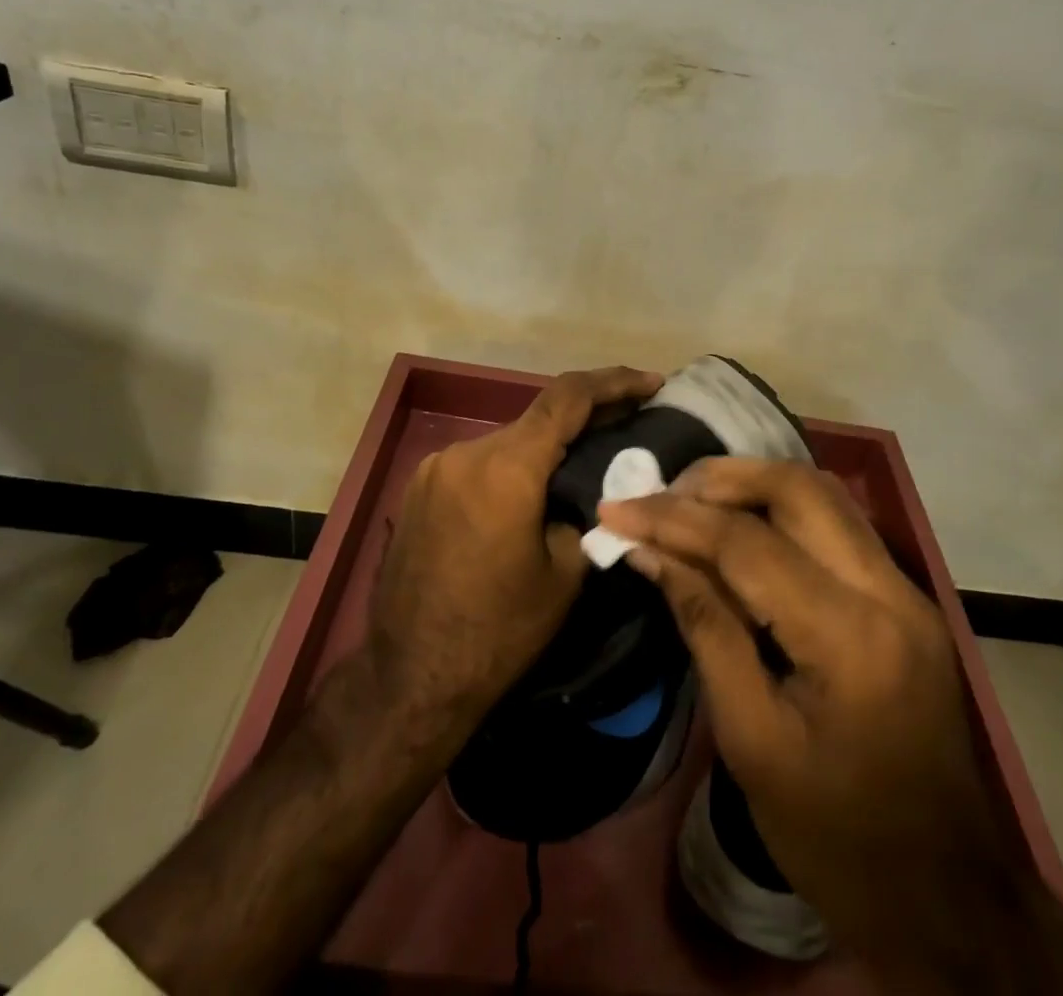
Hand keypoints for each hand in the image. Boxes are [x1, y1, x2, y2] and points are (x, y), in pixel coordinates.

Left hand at [369, 365, 663, 738]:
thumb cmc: (498, 633)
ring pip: (507, 442)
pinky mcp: (418, 489)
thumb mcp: (565, 575)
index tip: (652, 382)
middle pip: (536, 419)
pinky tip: (529, 495)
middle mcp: (466, 452)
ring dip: (544, 449)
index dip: (615, 382)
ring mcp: (434, 468)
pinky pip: (478, 464)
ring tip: (580, 467)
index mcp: (506, 467)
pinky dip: (511, 468)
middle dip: (584, 420)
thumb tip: (587, 491)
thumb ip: (583, 513)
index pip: (568, 398)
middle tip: (626, 427)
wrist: (410, 680)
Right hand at [600, 462, 1062, 990]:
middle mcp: (889, 592)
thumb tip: (649, 552)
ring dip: (753, 484)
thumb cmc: (834, 838)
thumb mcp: (750, 740)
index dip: (673, 519)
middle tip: (659, 492)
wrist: (946, 898)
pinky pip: (838, 526)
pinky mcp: (907, 599)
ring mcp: (907, 591)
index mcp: (849, 638)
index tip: (615, 509)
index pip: (747, 545)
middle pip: (798, 489)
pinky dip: (783, 510)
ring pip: (824, 495)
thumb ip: (704, 627)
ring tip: (691, 499)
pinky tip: (742, 526)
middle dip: (720, 478)